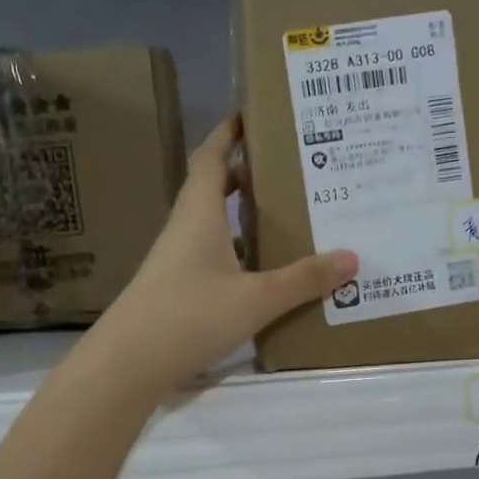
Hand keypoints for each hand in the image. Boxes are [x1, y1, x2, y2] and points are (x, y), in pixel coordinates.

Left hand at [85, 117, 357, 394]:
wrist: (128, 364)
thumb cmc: (189, 315)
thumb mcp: (256, 298)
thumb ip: (302, 279)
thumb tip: (351, 257)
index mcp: (199, 214)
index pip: (211, 158)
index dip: (229, 134)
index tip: (252, 114)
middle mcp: (185, 229)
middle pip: (213, 188)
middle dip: (246, 174)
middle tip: (288, 167)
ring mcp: (177, 261)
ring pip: (214, 226)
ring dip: (243, 217)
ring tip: (287, 215)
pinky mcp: (177, 290)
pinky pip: (214, 257)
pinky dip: (239, 254)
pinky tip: (264, 272)